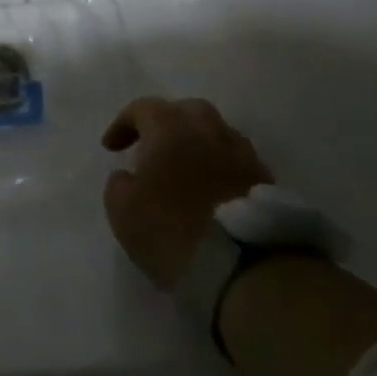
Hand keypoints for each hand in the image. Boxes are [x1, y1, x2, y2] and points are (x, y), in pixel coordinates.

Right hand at [101, 97, 271, 289]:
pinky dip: (219, 166)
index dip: (124, 124)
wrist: (242, 267)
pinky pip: (236, 160)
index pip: (144, 108)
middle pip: (187, 110)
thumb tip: (128, 176)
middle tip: (152, 146)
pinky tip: (210, 189)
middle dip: (167, 122)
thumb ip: (119, 185)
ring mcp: (242, 155)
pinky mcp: (265, 181)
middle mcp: (209, 132)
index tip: (111, 148)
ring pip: (217, 133)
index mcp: (170, 131)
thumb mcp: (122, 212)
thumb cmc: (170, 231)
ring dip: (197, 143)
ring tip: (184, 169)